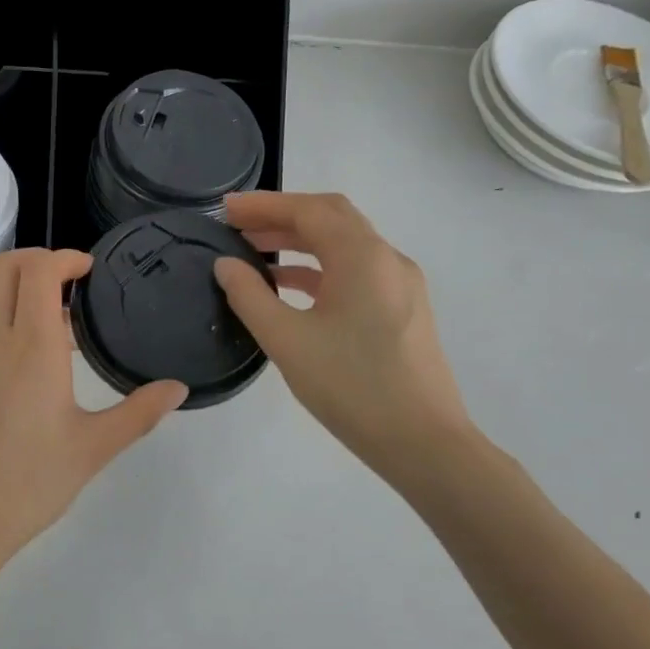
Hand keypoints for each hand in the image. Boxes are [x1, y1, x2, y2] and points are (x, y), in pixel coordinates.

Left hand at [0, 248, 186, 575]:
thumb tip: (178, 388)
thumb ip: (138, 413)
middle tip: (70, 279)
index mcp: (31, 348)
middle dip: (35, 258)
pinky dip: (3, 316)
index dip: (64, 257)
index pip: (37, 271)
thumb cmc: (28, 484)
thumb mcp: (92, 450)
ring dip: (16, 287)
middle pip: (1, 268)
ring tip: (57, 320)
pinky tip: (30, 361)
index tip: (89, 269)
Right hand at [213, 192, 474, 481]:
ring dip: (299, 242)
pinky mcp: (402, 311)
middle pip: (331, 219)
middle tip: (238, 227)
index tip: (225, 210)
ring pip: (345, 246)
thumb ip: (249, 296)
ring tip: (254, 254)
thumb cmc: (352, 387)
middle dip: (282, 217)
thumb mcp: (287, 340)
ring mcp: (400, 285)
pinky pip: (356, 272)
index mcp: (363, 257)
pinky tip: (289, 287)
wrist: (424, 443)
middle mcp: (387, 260)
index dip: (264, 205)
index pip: (309, 211)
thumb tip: (226, 265)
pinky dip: (319, 268)